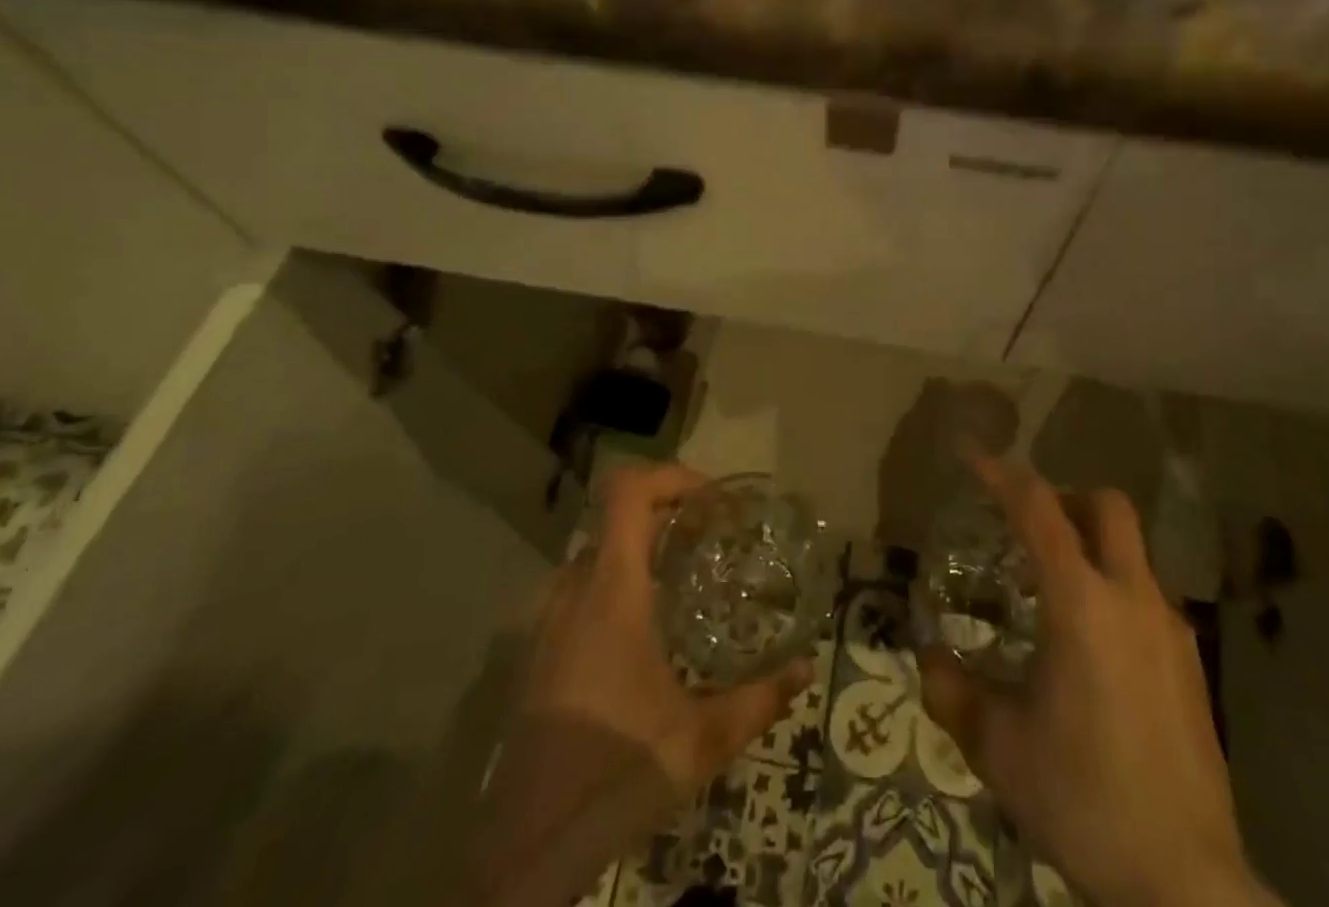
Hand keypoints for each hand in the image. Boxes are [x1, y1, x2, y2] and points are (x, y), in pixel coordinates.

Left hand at [476, 464, 812, 906]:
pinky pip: (579, 589)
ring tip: (682, 580)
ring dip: (639, 549)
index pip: (627, 490)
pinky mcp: (536, 652)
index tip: (710, 500)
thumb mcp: (700, 741)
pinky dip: (615, 584)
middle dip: (667, 514)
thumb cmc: (615, 774)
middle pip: (617, 517)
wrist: (522, 852)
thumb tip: (806, 669)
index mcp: (612, 590)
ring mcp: (547, 620)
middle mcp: (574, 590)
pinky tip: (643, 633)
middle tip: (711, 539)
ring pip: (597, 553)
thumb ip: (759, 700)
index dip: (669, 476)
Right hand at [919, 457, 1272, 906]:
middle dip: (1064, 496)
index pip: (1038, 509)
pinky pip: (1146, 598)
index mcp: (1081, 603)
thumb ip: (954, 693)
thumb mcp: (999, 748)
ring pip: (1131, 552)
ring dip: (1090, 547)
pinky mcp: (1190, 665)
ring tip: (1051, 594)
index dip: (1001, 473)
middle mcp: (1132, 598)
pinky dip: (1113, 592)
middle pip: (1107, 507)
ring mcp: (1170, 630)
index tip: (971, 455)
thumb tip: (929, 659)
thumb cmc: (1083, 799)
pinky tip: (1092, 649)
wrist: (1186, 883)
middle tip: (1025, 523)